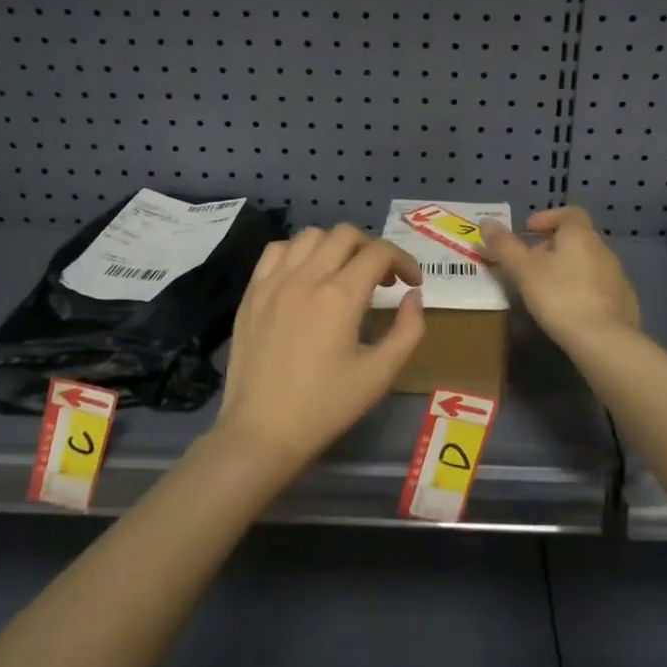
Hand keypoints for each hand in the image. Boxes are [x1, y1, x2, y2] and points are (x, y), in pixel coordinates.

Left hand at [214, 224, 424, 483]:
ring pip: (310, 236)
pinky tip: (306, 275)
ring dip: (335, 246)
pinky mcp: (252, 292)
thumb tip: (414, 296)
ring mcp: (274, 282)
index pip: (379, 253)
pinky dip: (298, 252)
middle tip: (382, 278)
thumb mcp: (379, 375)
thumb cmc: (326, 407)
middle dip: (372, 248)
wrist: (262, 432)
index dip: (403, 260)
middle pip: (345, 234)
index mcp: (340, 296)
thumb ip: (408, 330)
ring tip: (344, 273)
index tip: (411, 283)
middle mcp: (306, 277)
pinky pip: (276, 251)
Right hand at [481, 206, 640, 346]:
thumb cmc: (560, 297)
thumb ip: (505, 246)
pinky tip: (569, 310)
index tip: (528, 230)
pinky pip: (598, 287)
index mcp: (581, 236)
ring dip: (567, 269)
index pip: (569, 213)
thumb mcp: (524, 271)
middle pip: (576, 238)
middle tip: (530, 264)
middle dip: (552, 246)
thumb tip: (486, 222)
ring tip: (546, 289)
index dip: (547, 217)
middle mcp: (603, 250)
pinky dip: (581, 290)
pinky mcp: (624, 302)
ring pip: (587, 264)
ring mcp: (617, 277)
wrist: (605, 341)